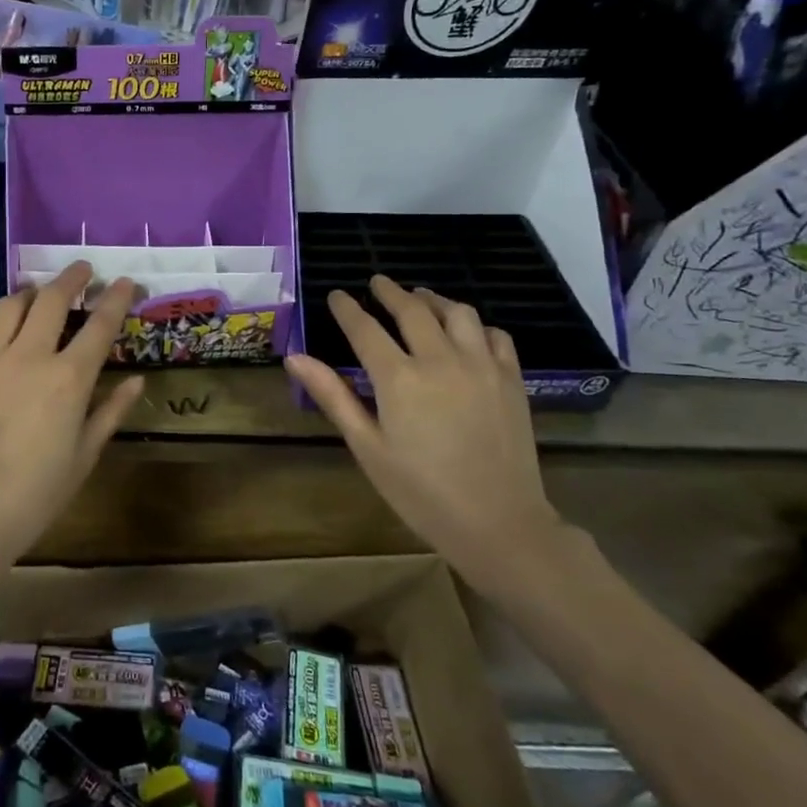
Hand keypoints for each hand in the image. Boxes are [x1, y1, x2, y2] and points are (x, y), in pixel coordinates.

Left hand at [0, 262, 144, 566]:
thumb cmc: (32, 498)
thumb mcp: (83, 458)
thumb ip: (110, 413)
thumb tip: (137, 381)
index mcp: (69, 380)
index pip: (100, 326)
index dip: (116, 299)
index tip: (125, 282)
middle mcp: (29, 356)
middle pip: (53, 300)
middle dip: (73, 278)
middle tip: (83, 270)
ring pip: (12, 304)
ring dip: (32, 290)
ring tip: (40, 291)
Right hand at [284, 276, 559, 581]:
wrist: (498, 524)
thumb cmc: (421, 492)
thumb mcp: (367, 447)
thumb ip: (333, 396)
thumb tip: (294, 358)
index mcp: (399, 378)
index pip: (366, 328)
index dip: (348, 308)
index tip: (337, 295)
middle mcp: (441, 360)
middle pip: (412, 310)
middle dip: (390, 292)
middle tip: (377, 282)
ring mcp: (481, 366)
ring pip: (458, 313)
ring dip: (434, 300)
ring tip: (420, 298)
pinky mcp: (511, 379)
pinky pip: (495, 335)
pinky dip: (476, 325)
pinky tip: (467, 332)